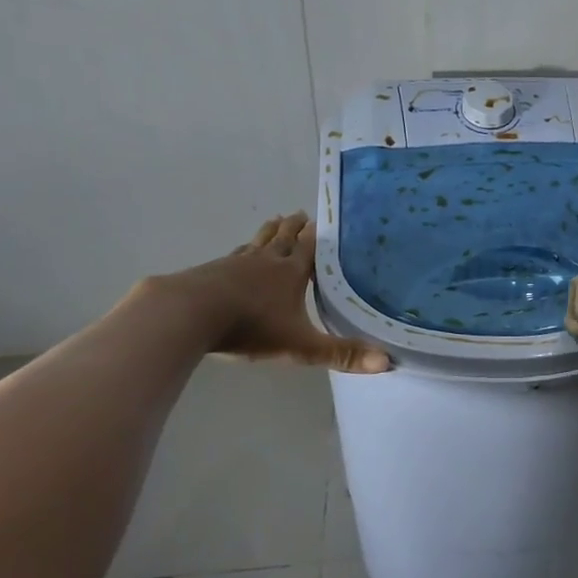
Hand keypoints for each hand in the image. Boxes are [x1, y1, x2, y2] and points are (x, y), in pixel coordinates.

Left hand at [149, 213, 388, 372]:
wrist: (189, 314)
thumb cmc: (251, 327)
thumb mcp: (301, 346)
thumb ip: (341, 355)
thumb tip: (387, 363)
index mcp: (291, 273)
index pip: (309, 249)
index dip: (317, 237)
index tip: (322, 221)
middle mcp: (266, 261)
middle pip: (283, 239)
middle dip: (294, 228)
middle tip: (300, 213)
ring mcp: (235, 263)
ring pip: (258, 242)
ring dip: (268, 232)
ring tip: (275, 220)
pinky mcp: (210, 270)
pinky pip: (233, 255)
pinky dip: (242, 250)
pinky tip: (237, 253)